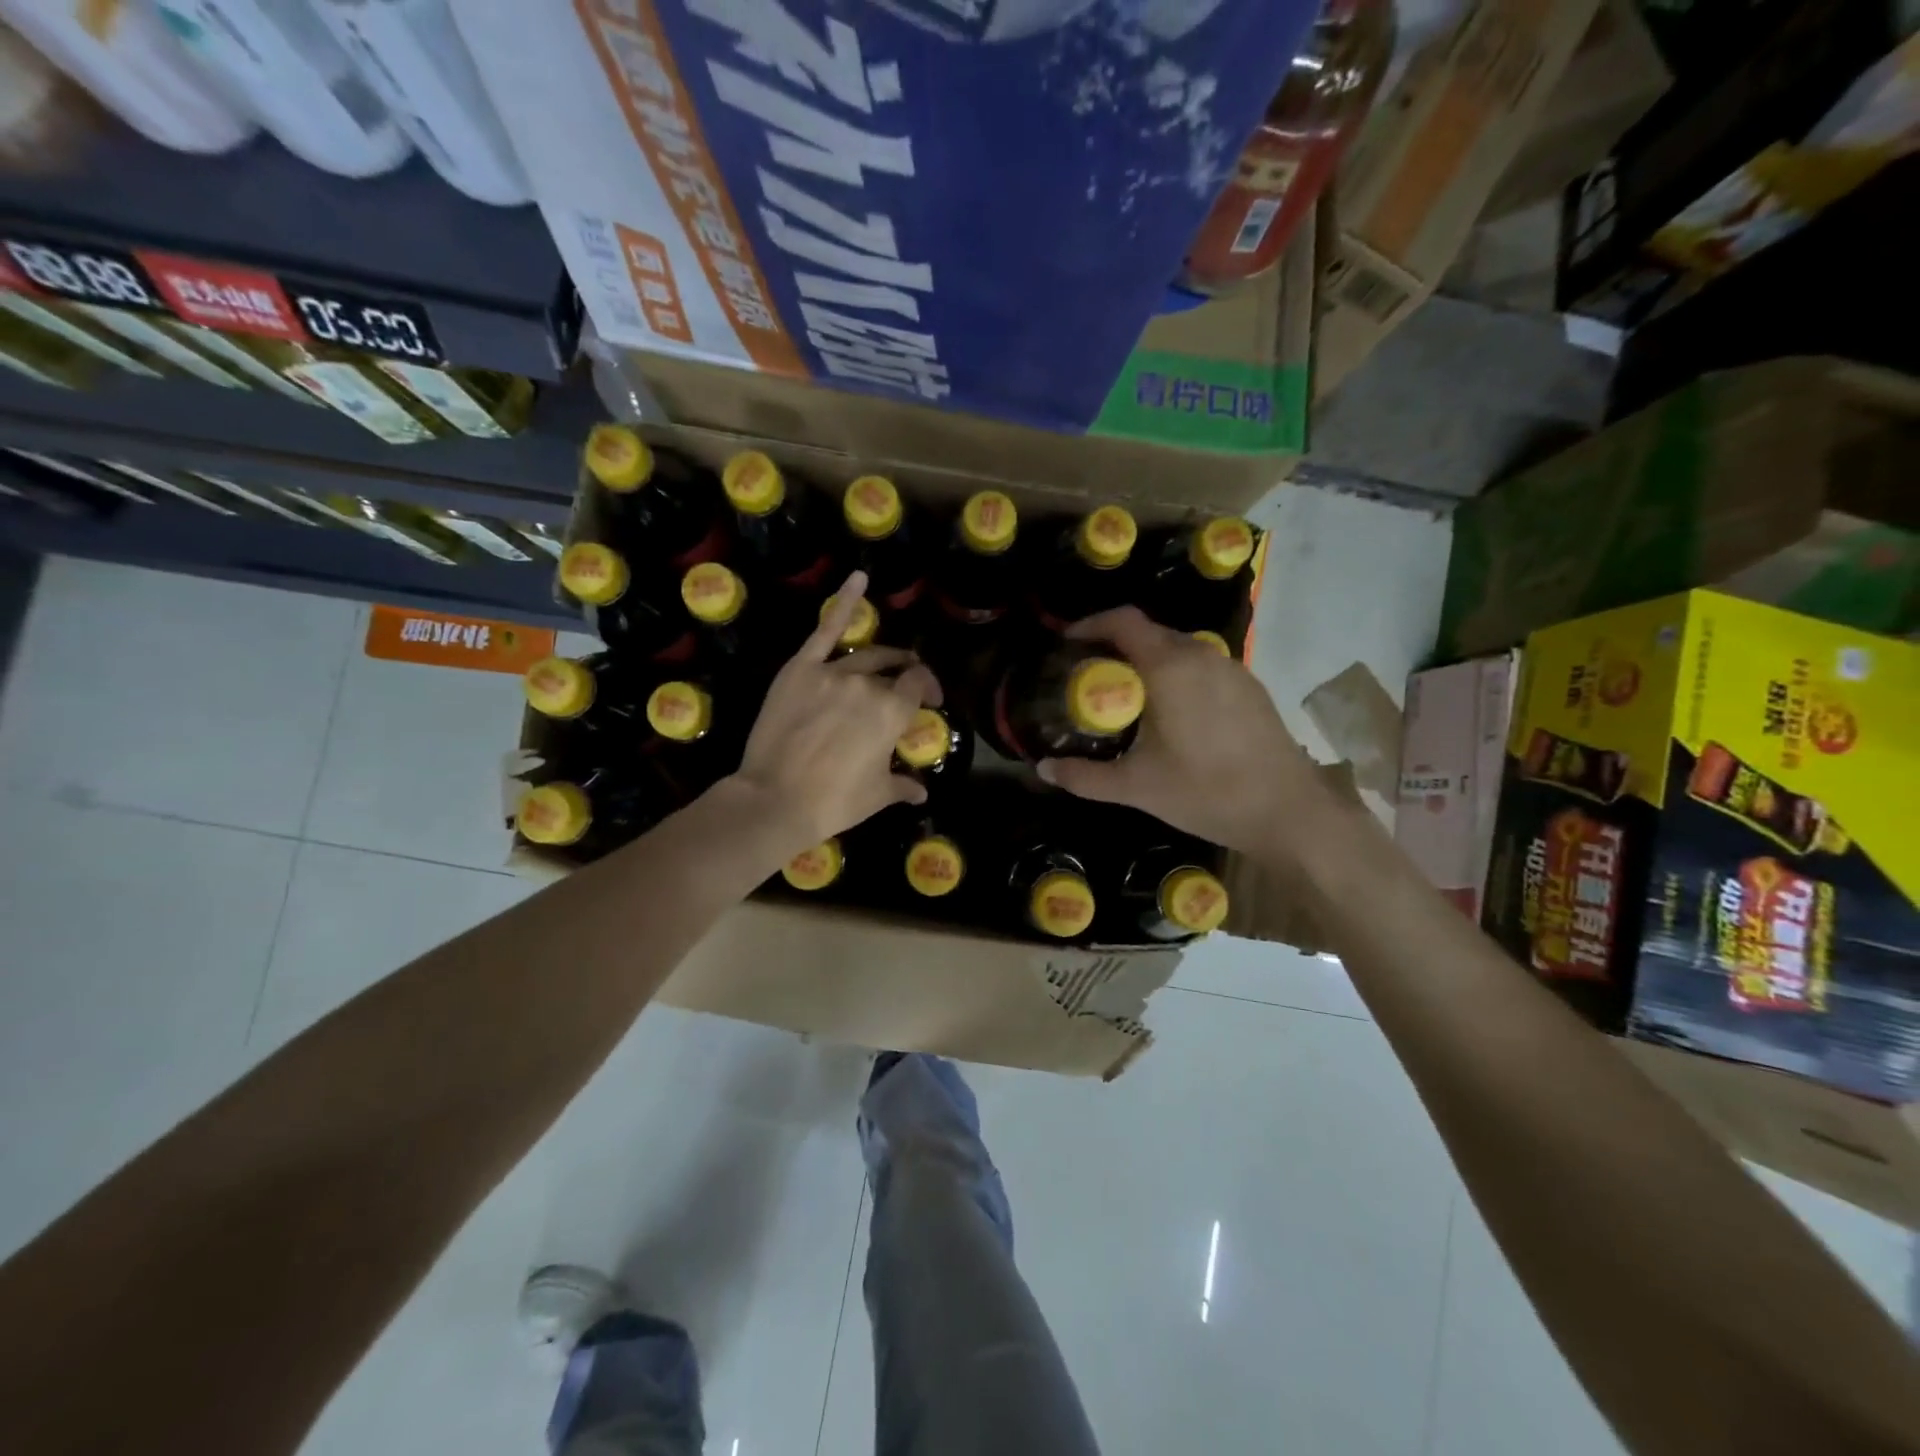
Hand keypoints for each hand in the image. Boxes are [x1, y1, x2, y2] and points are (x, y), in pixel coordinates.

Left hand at [731, 571, 938, 857]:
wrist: (776, 799)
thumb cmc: (834, 802)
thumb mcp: (878, 795)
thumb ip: (904, 785)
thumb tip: (922, 793)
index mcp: (892, 711)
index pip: (918, 684)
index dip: (928, 689)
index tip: (930, 702)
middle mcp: (867, 684)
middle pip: (894, 668)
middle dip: (906, 674)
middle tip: (908, 685)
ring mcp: (832, 672)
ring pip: (865, 655)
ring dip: (882, 657)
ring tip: (889, 660)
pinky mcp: (801, 669)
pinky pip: (825, 629)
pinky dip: (843, 602)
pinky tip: (858, 579)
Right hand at [1038, 607, 1320, 855]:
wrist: (1288, 811)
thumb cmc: (1206, 792)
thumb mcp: (1136, 787)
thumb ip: (1084, 777)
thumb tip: (1043, 769)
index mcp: (1170, 667)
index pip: (1123, 621)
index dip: (1091, 624)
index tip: (1068, 643)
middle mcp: (1202, 655)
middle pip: (1149, 633)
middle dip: (1115, 646)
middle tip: (1090, 676)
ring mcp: (1232, 668)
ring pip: (1178, 649)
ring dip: (1148, 661)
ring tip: (1127, 695)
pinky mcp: (1250, 687)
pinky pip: (1202, 666)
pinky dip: (1177, 675)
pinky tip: (1172, 714)